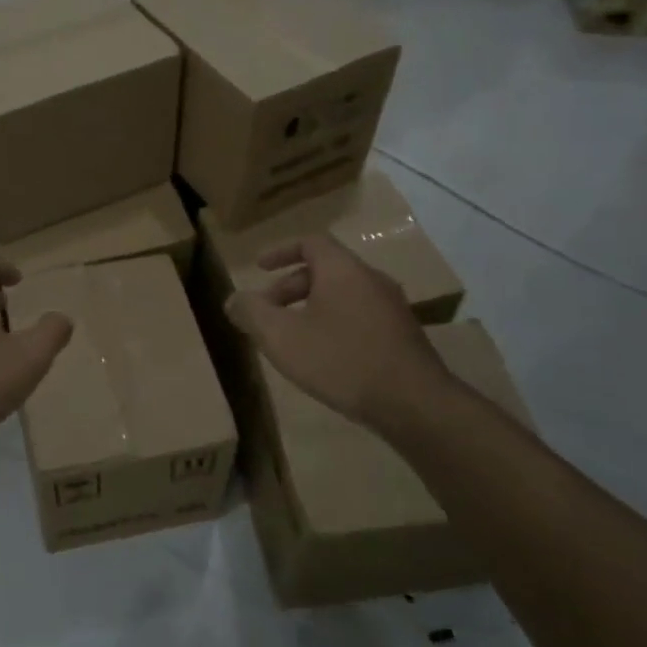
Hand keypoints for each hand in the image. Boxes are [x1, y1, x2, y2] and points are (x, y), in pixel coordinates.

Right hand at [224, 235, 453, 431]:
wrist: (413, 403)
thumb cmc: (341, 360)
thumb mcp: (282, 337)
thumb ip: (252, 313)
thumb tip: (233, 300)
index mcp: (342, 270)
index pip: (311, 242)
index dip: (281, 251)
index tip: (260, 268)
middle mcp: (371, 280)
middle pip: (325, 270)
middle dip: (290, 287)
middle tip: (267, 312)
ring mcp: (392, 308)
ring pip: (342, 295)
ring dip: (311, 308)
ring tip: (291, 337)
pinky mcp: (402, 335)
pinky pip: (359, 316)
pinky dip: (334, 323)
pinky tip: (324, 357)